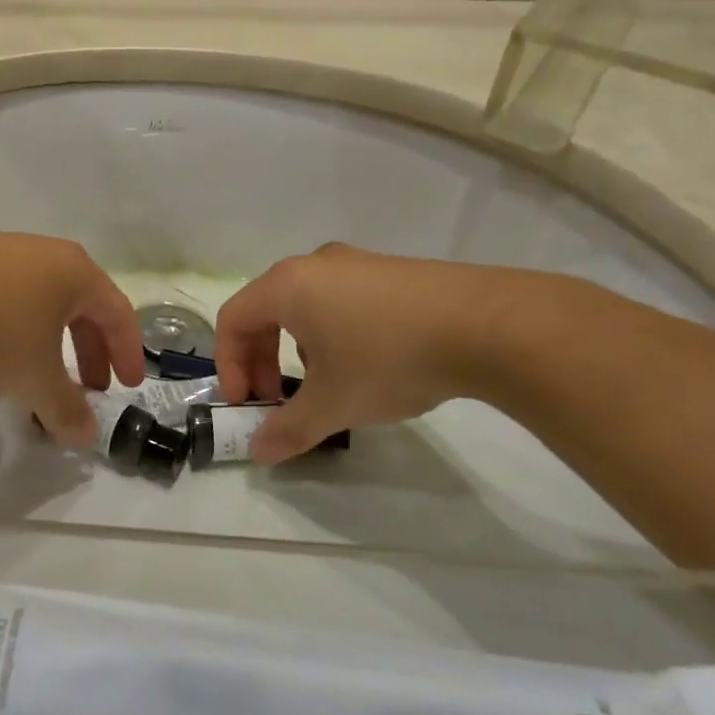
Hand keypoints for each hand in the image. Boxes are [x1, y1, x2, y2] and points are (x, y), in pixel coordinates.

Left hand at [0, 229, 146, 444]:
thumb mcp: (34, 377)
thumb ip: (64, 407)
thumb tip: (86, 434)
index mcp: (76, 274)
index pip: (118, 313)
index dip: (128, 352)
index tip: (129, 386)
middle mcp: (47, 254)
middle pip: (83, 304)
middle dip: (89, 349)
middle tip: (89, 387)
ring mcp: (5, 250)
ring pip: (43, 299)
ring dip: (51, 339)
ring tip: (39, 372)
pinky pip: (8, 293)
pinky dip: (16, 325)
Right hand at [215, 243, 521, 463]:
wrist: (485, 325)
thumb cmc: (388, 358)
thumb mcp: (334, 403)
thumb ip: (288, 429)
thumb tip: (259, 451)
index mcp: (287, 285)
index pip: (233, 320)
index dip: (229, 365)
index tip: (246, 405)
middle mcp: (314, 265)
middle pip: (266, 310)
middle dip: (262, 359)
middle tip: (275, 400)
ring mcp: (356, 263)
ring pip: (304, 306)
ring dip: (297, 348)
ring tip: (325, 385)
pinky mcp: (390, 271)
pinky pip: (340, 300)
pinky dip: (332, 333)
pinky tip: (368, 364)